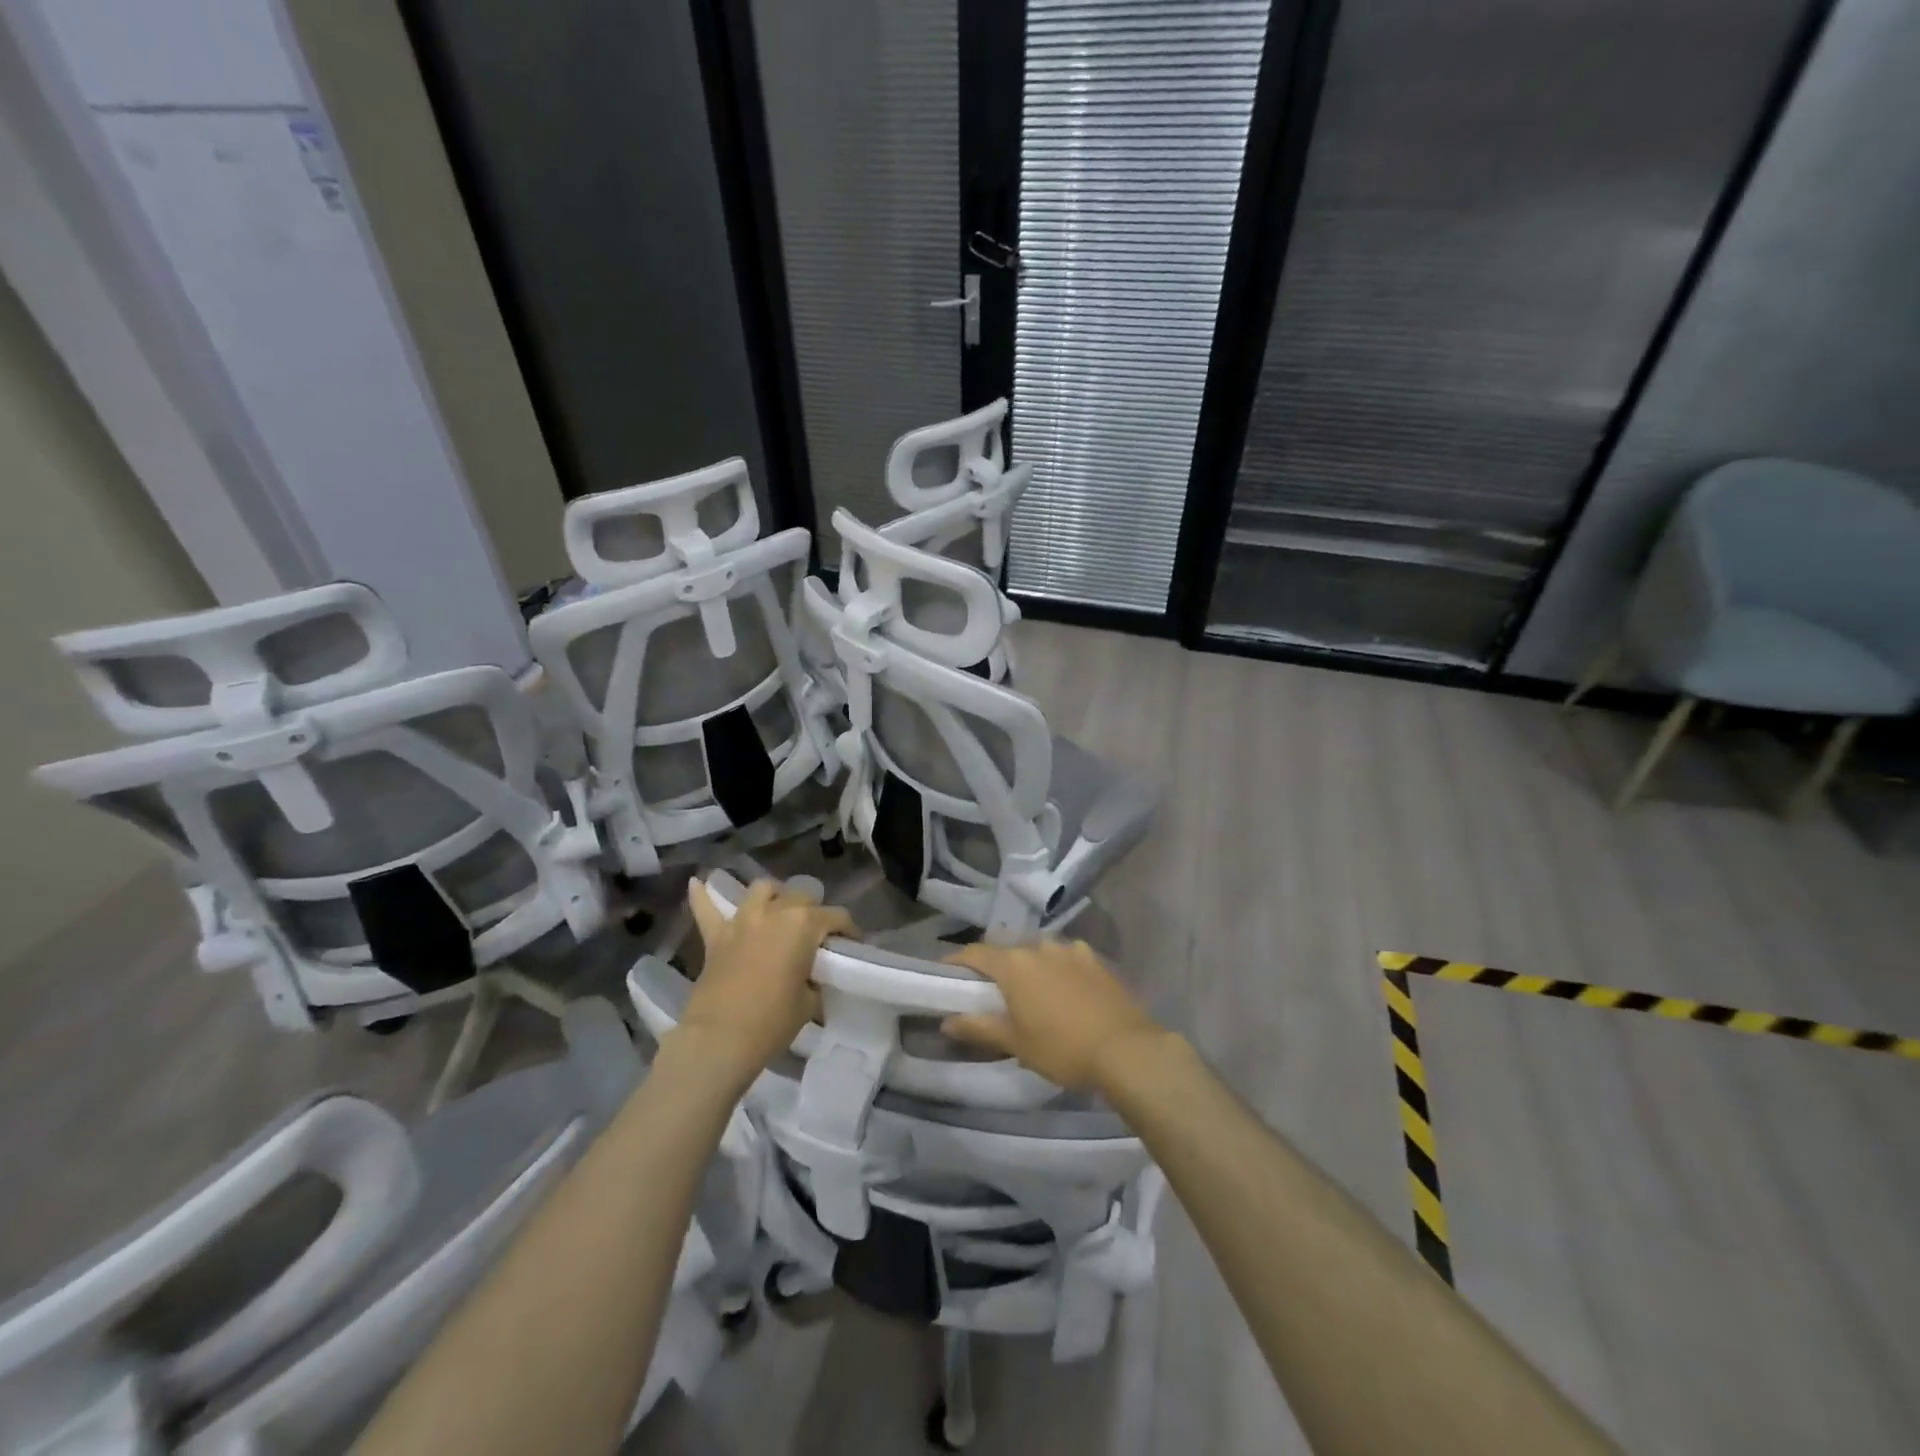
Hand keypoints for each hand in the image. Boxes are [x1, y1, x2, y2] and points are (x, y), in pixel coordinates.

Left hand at [679, 877, 855, 1082]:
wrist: (720, 1040)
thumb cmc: (772, 1021)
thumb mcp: (809, 1002)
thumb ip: (813, 980)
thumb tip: (809, 979)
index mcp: (804, 924)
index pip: (837, 917)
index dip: (849, 931)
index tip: (852, 945)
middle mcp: (774, 912)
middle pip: (801, 897)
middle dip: (814, 911)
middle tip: (816, 936)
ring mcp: (742, 921)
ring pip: (761, 890)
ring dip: (773, 895)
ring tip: (778, 909)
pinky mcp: (715, 936)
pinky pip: (706, 908)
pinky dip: (702, 895)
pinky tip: (698, 882)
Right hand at [942, 939, 1168, 1090]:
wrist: (1126, 1050)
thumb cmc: (1062, 1048)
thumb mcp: (1015, 1043)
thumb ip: (978, 1027)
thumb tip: (946, 1021)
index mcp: (1014, 964)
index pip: (975, 953)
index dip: (957, 960)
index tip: (946, 973)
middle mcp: (1039, 946)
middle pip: (1007, 949)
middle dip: (995, 964)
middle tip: (989, 988)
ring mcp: (1071, 950)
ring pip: (1039, 951)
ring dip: (1029, 965)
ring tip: (1030, 989)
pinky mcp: (1096, 960)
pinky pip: (1067, 957)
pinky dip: (1058, 968)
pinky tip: (1064, 988)